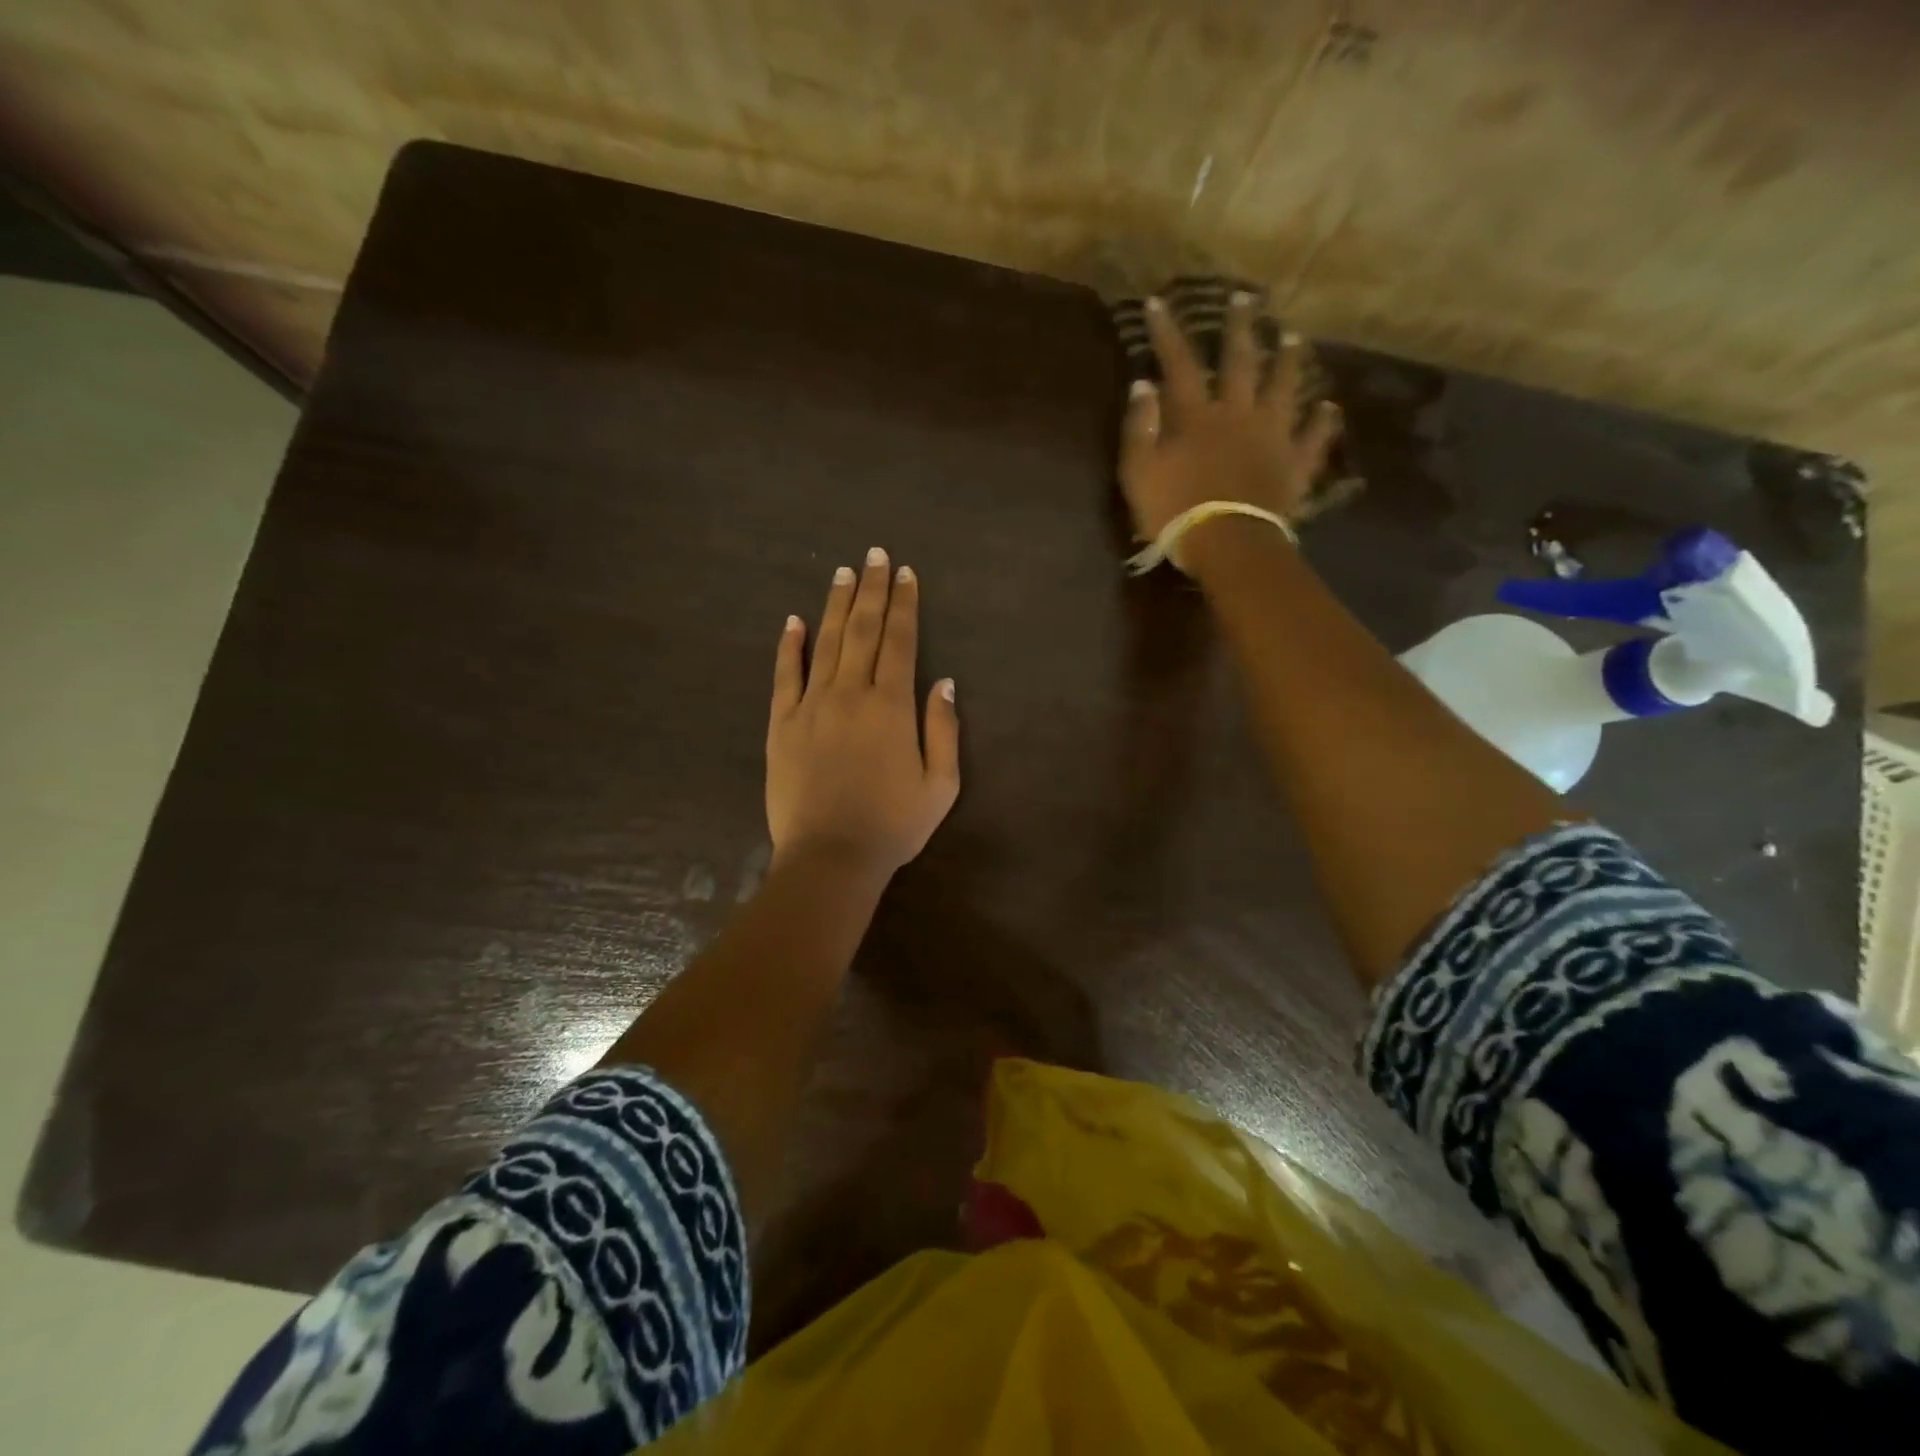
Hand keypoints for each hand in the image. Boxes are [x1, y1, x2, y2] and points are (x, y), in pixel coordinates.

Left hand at [766, 549, 960, 877]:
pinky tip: (792, 621)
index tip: (905, 573)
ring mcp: (811, 707)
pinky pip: (784, 677)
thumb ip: (943, 730)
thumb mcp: (940, 785)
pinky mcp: (781, 725)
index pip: (900, 642)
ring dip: (834, 605)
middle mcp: (851, 694)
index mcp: (891, 707)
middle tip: (874, 555)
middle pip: (861, 631)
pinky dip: (788, 646)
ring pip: (824, 644)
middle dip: (871, 590)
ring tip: (842, 573)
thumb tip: (944, 682)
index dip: (903, 604)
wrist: (830, 857)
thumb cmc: (892, 826)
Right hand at [1119, 292, 1341, 543]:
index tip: (1160, 302)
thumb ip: (1139, 428)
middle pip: (1241, 363)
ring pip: (1284, 389)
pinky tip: (1329, 407)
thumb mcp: (1139, 473)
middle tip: (1246, 298)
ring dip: (1288, 361)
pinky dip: (1322, 422)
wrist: (1227, 543)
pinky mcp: (1294, 464)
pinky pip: (1313, 438)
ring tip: (1294, 337)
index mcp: (1196, 416)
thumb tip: (1143, 385)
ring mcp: (1272, 437)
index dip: (1168, 333)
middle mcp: (1238, 414)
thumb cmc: (1175, 511)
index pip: (1179, 365)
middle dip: (1240, 328)